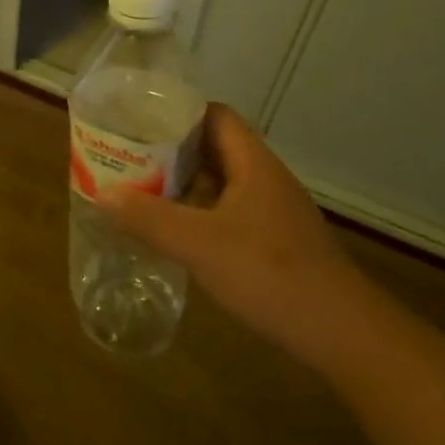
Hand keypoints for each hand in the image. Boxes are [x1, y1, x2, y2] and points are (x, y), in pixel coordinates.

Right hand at [96, 103, 367, 363]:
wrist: (343, 334)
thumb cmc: (270, 274)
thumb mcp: (199, 244)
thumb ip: (148, 218)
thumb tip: (101, 193)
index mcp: (252, 162)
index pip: (214, 114)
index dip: (177, 110)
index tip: (139, 118)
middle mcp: (265, 177)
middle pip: (215, 146)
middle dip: (172, 147)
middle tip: (131, 154)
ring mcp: (275, 210)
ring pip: (223, 180)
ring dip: (186, 181)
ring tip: (143, 188)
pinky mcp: (277, 240)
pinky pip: (231, 209)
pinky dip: (202, 210)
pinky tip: (179, 230)